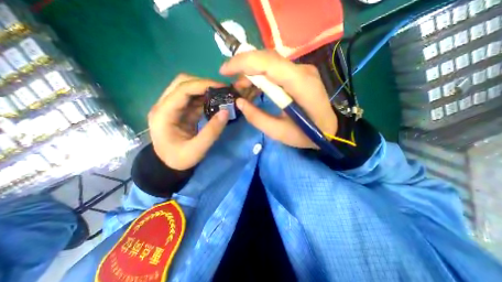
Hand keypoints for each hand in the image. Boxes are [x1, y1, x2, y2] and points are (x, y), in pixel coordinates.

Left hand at [147, 74, 228, 169]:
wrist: (168, 165)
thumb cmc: (179, 159)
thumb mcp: (197, 150)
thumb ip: (212, 132)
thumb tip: (226, 111)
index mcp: (163, 114)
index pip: (182, 89)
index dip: (203, 84)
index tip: (222, 87)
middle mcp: (164, 106)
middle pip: (182, 83)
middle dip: (204, 84)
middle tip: (222, 90)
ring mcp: (171, 108)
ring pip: (188, 89)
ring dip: (205, 90)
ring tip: (221, 95)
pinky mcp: (180, 111)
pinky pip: (192, 99)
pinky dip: (205, 99)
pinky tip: (215, 103)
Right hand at [220, 49, 336, 148]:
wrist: (330, 129)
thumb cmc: (307, 134)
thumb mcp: (279, 132)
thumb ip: (257, 118)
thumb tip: (240, 102)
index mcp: (300, 85)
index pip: (268, 63)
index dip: (243, 62)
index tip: (224, 70)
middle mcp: (302, 71)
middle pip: (268, 58)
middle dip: (244, 65)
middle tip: (231, 81)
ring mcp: (303, 70)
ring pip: (271, 62)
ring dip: (252, 72)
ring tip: (241, 87)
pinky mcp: (300, 74)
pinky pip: (277, 69)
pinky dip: (262, 75)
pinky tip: (255, 87)